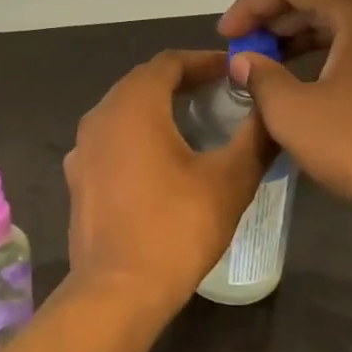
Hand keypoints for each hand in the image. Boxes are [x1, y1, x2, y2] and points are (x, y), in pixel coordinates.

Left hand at [64, 51, 272, 320]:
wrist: (118, 290)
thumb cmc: (177, 227)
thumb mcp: (230, 180)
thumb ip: (255, 137)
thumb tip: (273, 109)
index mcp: (132, 106)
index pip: (168, 63)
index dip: (203, 61)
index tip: (233, 71)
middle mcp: (98, 118)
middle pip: (141, 83)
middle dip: (180, 82)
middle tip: (218, 94)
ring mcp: (82, 150)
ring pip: (122, 112)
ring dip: (157, 109)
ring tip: (194, 124)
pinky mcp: (78, 179)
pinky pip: (110, 141)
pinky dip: (136, 137)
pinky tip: (159, 162)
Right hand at [219, 0, 351, 233]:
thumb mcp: (292, 112)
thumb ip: (261, 76)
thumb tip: (245, 59)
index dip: (251, 3)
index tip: (225, 34)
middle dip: (276, 18)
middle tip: (243, 45)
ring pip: (347, 18)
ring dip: (303, 34)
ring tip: (269, 60)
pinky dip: (333, 49)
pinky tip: (311, 76)